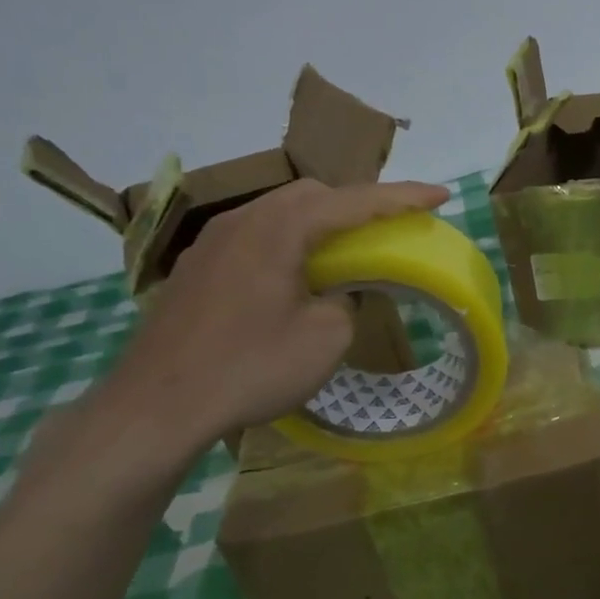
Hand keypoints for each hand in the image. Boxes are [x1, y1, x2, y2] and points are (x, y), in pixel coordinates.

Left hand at [93, 178, 449, 464]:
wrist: (157, 404)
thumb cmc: (250, 367)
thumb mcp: (324, 338)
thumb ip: (347, 301)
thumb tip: (338, 293)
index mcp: (279, 228)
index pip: (354, 201)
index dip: (404, 197)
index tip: (442, 194)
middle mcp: (242, 220)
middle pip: (312, 195)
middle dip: (358, 204)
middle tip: (391, 226)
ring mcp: (213, 242)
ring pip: (279, 213)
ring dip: (320, 223)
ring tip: (347, 249)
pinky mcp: (198, 267)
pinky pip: (256, 236)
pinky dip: (289, 242)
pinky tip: (296, 274)